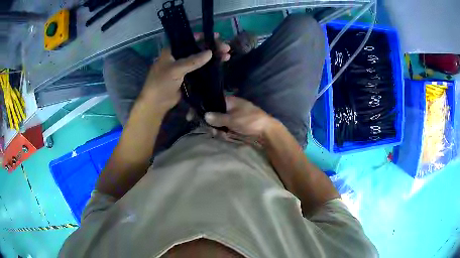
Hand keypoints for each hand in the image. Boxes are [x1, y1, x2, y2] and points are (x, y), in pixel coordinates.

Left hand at [140, 33, 230, 113]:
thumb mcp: (175, 69)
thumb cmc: (161, 83)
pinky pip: (202, 69)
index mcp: (172, 50)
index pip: (189, 39)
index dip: (203, 36)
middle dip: (212, 47)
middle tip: (226, 47)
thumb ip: (192, 61)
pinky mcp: (189, 76)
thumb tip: (210, 53)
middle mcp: (179, 56)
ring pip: (201, 58)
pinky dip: (211, 66)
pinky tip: (221, 63)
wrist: (157, 103)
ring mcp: (185, 66)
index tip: (216, 36)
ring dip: (214, 56)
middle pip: (198, 48)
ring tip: (227, 55)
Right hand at [204, 96, 279, 141]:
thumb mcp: (232, 119)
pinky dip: (225, 133)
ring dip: (219, 130)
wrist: (265, 131)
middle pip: (215, 115)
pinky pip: (226, 129)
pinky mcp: (236, 126)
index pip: (213, 101)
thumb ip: (217, 118)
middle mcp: (230, 108)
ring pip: (219, 124)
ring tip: (223, 135)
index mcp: (229, 101)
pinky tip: (227, 137)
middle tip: (213, 131)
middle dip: (213, 124)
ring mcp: (233, 117)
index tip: (197, 117)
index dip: (205, 108)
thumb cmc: (249, 121)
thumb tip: (205, 115)